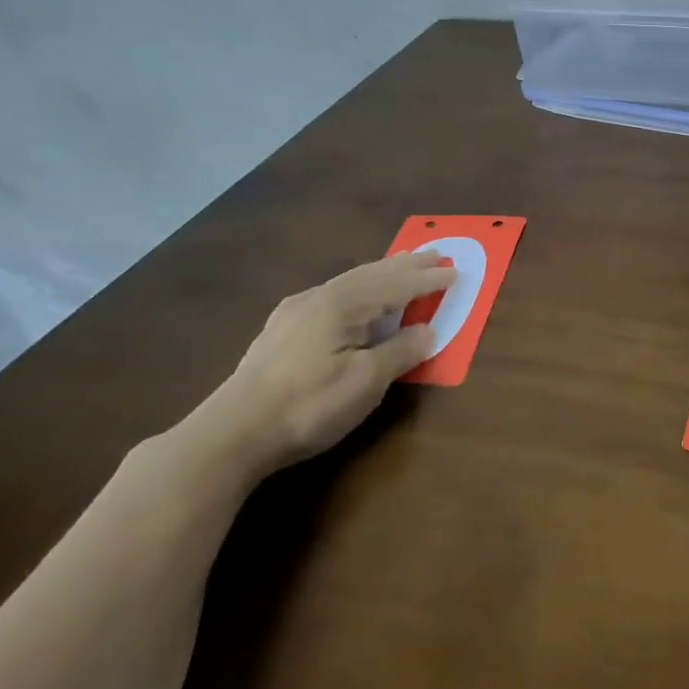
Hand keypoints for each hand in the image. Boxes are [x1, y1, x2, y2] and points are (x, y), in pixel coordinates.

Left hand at [187, 251, 455, 478]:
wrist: (232, 433)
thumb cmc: (308, 405)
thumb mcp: (364, 382)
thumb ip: (400, 352)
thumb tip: (428, 330)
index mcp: (342, 304)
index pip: (396, 285)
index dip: (427, 281)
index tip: (455, 272)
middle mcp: (318, 297)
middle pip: (372, 274)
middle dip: (406, 266)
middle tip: (435, 255)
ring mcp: (295, 312)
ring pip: (349, 282)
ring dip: (381, 273)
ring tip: (400, 267)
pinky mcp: (281, 330)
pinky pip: (332, 294)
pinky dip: (358, 288)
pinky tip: (351, 296)